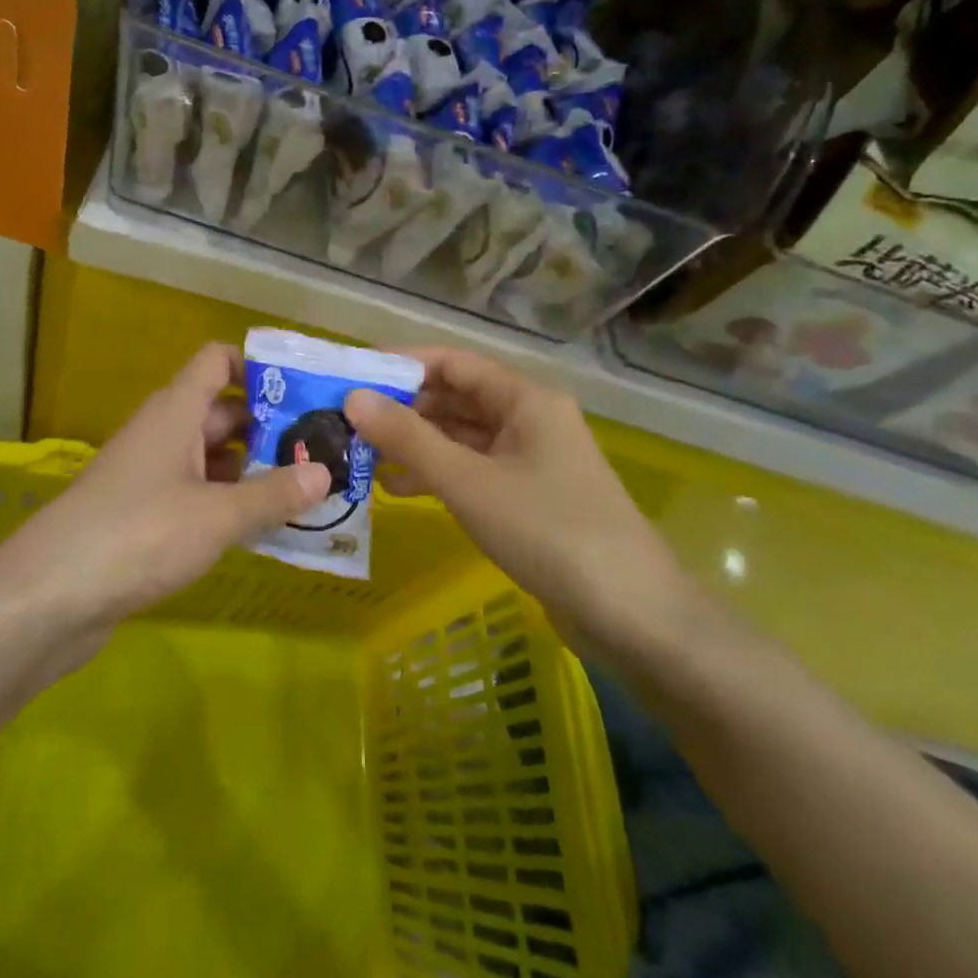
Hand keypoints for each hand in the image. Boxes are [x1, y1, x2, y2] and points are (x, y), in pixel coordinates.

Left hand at [12, 343, 331, 628]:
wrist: (48, 597)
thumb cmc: (138, 535)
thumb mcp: (217, 515)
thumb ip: (273, 494)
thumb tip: (324, 472)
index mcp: (176, 411)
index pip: (217, 361)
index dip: (259, 366)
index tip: (305, 390)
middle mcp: (162, 433)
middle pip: (223, 412)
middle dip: (270, 427)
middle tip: (323, 449)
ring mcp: (150, 475)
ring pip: (211, 457)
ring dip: (253, 469)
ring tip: (306, 489)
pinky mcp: (143, 515)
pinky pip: (196, 494)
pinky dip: (227, 503)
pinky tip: (261, 526)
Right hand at [345, 346, 687, 656]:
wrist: (631, 615)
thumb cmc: (548, 532)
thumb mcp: (469, 482)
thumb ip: (409, 439)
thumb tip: (353, 398)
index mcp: (525, 399)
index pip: (453, 362)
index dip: (402, 364)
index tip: (353, 375)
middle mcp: (529, 419)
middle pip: (456, 398)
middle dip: (403, 408)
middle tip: (346, 422)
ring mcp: (531, 460)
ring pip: (461, 437)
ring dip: (415, 444)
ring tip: (361, 455)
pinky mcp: (528, 497)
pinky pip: (473, 471)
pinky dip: (437, 474)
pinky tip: (396, 489)